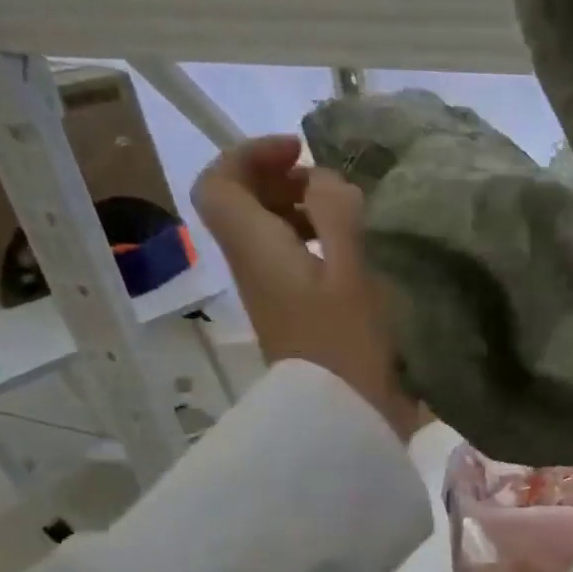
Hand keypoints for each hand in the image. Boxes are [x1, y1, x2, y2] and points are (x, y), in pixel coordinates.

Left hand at [191, 135, 424, 441]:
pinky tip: (353, 254)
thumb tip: (325, 180)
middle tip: (331, 184)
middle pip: (240, 205)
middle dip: (280, 179)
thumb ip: (337, 213)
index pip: (219, 182)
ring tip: (349, 215)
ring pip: (266, 233)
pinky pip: (288, 260)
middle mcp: (253, 267)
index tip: (301, 152)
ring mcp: (272, 294)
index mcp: (257, 249)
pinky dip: (314, 242)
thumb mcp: (353, 272)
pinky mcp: (293, 315)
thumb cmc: (350, 345)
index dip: (250, 154)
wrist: (343, 419)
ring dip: (300, 211)